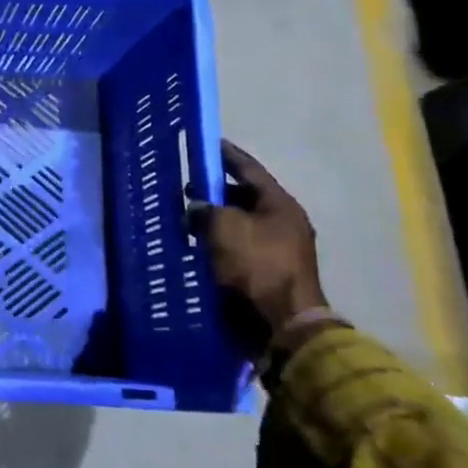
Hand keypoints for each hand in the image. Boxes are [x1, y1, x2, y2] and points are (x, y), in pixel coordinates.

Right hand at [189, 141, 327, 356]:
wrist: (281, 324)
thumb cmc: (256, 266)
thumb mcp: (224, 228)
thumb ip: (206, 210)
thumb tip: (196, 209)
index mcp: (280, 205)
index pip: (249, 170)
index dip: (227, 155)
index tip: (207, 143)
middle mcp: (282, 224)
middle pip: (244, 198)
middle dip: (215, 193)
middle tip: (186, 189)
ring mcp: (276, 251)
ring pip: (239, 226)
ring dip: (214, 222)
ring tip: (185, 220)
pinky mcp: (265, 275)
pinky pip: (236, 250)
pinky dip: (217, 245)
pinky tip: (196, 247)